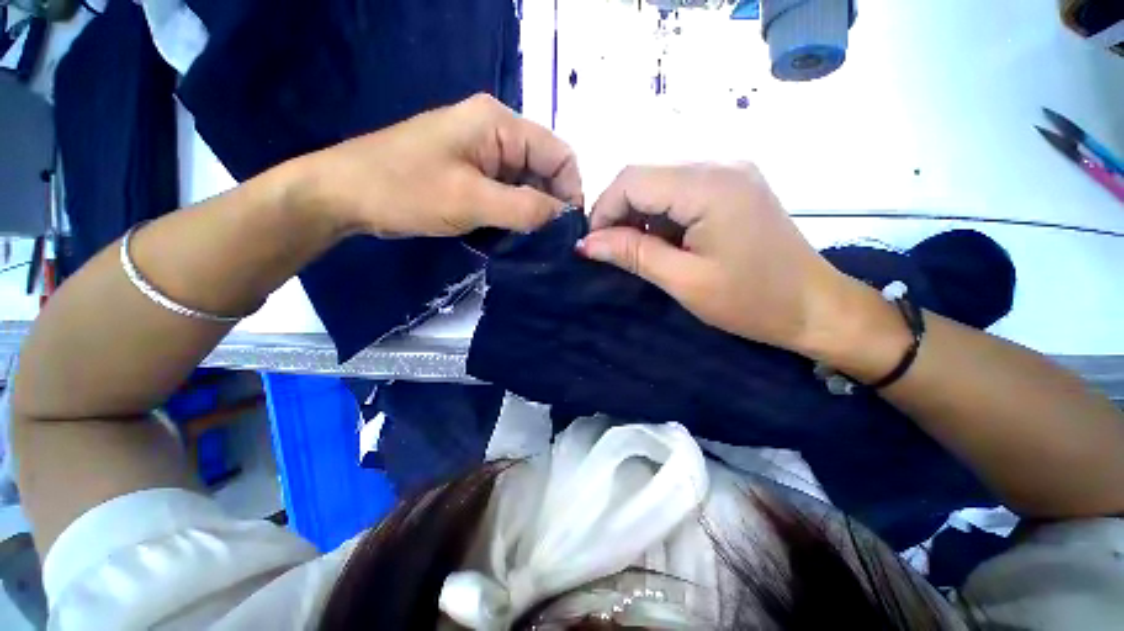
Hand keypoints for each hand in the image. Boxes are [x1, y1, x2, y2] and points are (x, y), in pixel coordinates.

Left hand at [294, 94, 582, 237]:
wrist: (344, 194)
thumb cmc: (405, 190)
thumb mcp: (472, 201)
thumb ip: (525, 208)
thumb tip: (564, 217)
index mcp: (499, 124)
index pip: (559, 154)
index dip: (571, 191)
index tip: (567, 230)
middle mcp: (496, 132)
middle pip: (544, 169)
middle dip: (550, 205)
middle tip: (548, 241)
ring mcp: (482, 152)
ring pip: (526, 184)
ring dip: (531, 212)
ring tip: (530, 241)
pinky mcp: (471, 172)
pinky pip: (506, 192)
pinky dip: (513, 213)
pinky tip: (509, 234)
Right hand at [578, 163, 855, 355]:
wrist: (814, 306)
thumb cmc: (751, 301)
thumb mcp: (684, 281)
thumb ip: (633, 254)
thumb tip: (586, 243)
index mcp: (709, 185)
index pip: (631, 178)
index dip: (603, 210)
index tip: (594, 246)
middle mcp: (719, 163)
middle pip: (644, 175)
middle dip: (619, 212)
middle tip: (613, 251)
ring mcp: (729, 171)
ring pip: (659, 182)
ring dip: (639, 215)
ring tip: (640, 251)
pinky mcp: (733, 185)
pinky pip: (680, 190)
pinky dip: (661, 215)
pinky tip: (665, 242)